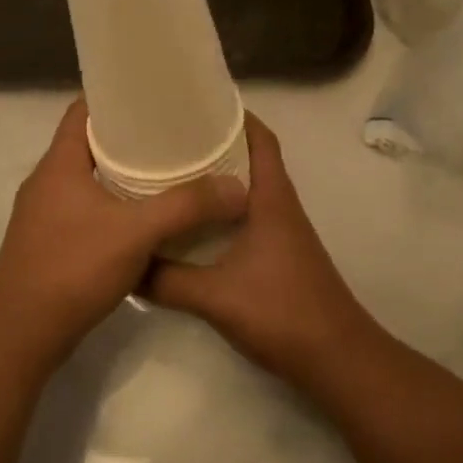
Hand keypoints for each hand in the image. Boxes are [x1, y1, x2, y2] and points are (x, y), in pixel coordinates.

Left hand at [0, 100, 246, 368]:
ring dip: (121, 174)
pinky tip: (143, 219)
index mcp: (59, 163)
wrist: (20, 334)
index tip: (152, 96)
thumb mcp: (136, 232)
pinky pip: (85, 209)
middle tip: (171, 135)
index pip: (83, 110)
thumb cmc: (72, 268)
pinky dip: (113, 206)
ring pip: (87, 179)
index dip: (114, 97)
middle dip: (128, 138)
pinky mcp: (49, 243)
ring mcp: (44, 214)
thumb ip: (186, 207)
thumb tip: (237, 188)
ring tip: (165, 172)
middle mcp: (47, 181)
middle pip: (88, 144)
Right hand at [146, 114, 371, 385]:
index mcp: (272, 197)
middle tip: (170, 135)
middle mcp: (279, 205)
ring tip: (172, 170)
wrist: (336, 360)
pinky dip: (220, 207)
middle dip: (215, 141)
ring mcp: (281, 230)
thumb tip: (126, 263)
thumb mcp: (215, 296)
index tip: (196, 102)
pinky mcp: (278, 253)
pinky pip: (245, 214)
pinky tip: (191, 221)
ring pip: (247, 187)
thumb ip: (167, 280)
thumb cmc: (282, 312)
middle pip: (250, 156)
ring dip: (216, 176)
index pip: (260, 137)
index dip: (234, 114)